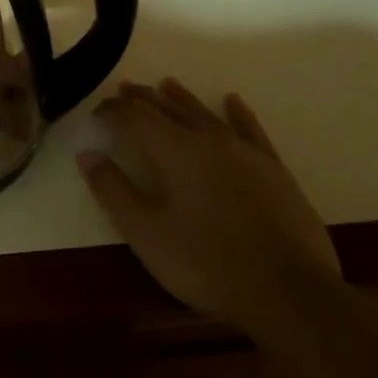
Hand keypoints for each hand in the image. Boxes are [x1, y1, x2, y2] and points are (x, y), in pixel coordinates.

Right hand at [79, 80, 339, 337]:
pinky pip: (250, 130)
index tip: (97, 113)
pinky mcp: (274, 170)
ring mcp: (245, 152)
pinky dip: (237, 113)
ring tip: (166, 84)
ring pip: (205, 114)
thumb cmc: (207, 263)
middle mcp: (208, 139)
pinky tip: (232, 102)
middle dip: (143, 99)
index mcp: (174, 150)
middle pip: (168, 109)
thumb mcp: (146, 233)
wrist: (291, 293)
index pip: (134, 116)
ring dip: (182, 99)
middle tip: (125, 88)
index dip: (112, 111)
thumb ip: (113, 191)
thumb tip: (87, 155)